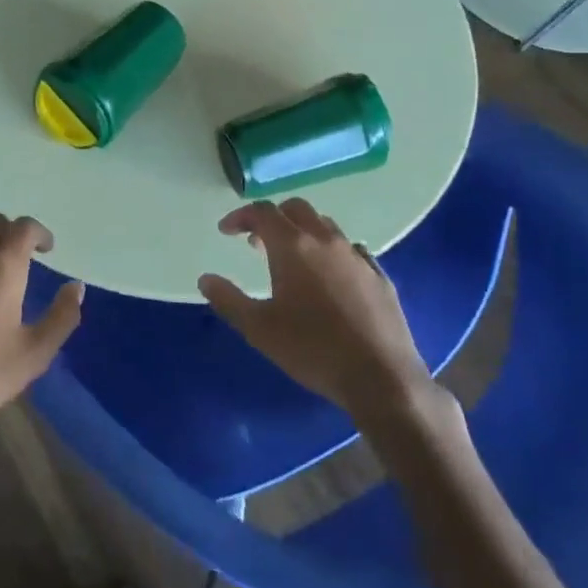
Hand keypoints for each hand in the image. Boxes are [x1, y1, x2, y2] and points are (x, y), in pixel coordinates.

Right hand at [198, 198, 438, 421]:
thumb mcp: (259, 329)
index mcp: (293, 246)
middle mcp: (326, 241)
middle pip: (296, 209)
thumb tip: (206, 279)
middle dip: (273, 219)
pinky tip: (331, 277)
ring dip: (304, 232)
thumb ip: (228, 300)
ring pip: (326, 226)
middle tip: (257, 243)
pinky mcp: (379, 276)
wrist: (381, 377)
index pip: (262, 212)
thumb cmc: (312, 350)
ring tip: (293, 259)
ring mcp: (357, 256)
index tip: (226, 231)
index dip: (240, 216)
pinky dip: (333, 253)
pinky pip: (352, 250)